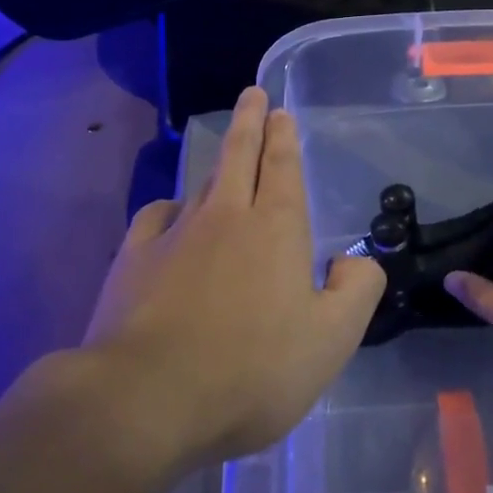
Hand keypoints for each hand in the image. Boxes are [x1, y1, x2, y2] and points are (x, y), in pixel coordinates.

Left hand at [80, 88, 385, 472]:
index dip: (284, 137)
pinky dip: (172, 207)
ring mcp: (176, 235)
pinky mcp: (134, 260)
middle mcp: (226, 217)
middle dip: (250, 121)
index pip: (283, 167)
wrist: (147, 398)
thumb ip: (357, 290)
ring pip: (202, 182)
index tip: (280, 111)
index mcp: (277, 229)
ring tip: (226, 150)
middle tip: (253, 93)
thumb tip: (355, 260)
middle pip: (240, 155)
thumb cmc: (252, 370)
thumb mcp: (332, 340)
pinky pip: (157, 216)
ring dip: (218, 160)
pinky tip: (173, 214)